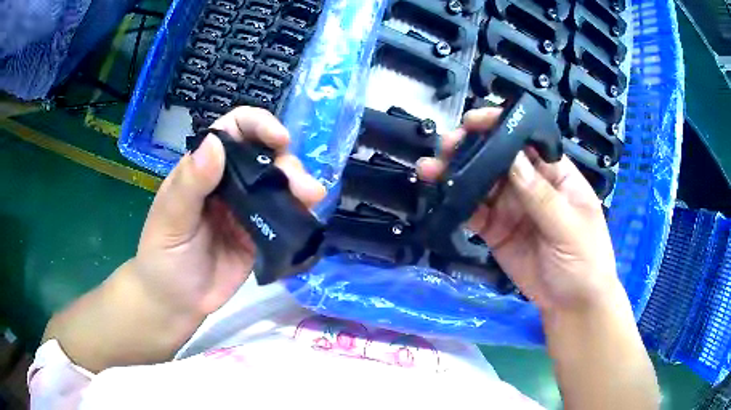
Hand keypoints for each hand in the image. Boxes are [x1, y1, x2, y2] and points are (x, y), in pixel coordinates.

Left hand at [132, 107, 324, 322]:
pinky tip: (308, 215)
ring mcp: (244, 209)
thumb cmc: (162, 259)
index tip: (279, 138)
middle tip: (299, 184)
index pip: (232, 131)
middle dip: (285, 161)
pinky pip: (283, 216)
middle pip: (263, 154)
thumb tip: (215, 142)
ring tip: (311, 198)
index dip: (257, 125)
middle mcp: (226, 182)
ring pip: (277, 184)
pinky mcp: (258, 235)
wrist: (176, 303)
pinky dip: (299, 212)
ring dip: (298, 185)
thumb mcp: (169, 220)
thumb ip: (190, 184)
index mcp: (202, 169)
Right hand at [422, 108, 659, 409]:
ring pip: (481, 182)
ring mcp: (511, 207)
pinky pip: (474, 212)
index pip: (527, 140)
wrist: (572, 305)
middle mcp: (530, 184)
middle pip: (497, 157)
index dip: (501, 125)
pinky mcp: (495, 230)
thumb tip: (512, 159)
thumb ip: (541, 196)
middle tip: (447, 146)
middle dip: (471, 147)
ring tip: (430, 169)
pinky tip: (441, 197)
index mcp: (555, 174)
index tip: (475, 121)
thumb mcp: (569, 227)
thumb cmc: (585, 260)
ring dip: (456, 173)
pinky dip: (457, 203)